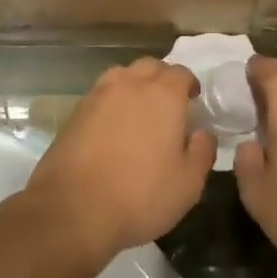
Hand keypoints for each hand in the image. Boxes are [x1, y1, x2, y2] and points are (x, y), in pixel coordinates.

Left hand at [25, 57, 215, 260]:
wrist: (73, 210)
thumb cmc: (140, 196)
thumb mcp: (188, 184)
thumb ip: (201, 152)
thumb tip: (203, 133)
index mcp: (162, 95)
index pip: (180, 72)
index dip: (189, 84)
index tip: (193, 101)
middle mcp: (128, 86)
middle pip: (149, 67)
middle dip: (161, 78)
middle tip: (167, 104)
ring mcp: (96, 97)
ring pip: (120, 76)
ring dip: (133, 86)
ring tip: (138, 112)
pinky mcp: (73, 114)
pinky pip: (99, 96)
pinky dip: (110, 104)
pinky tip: (112, 128)